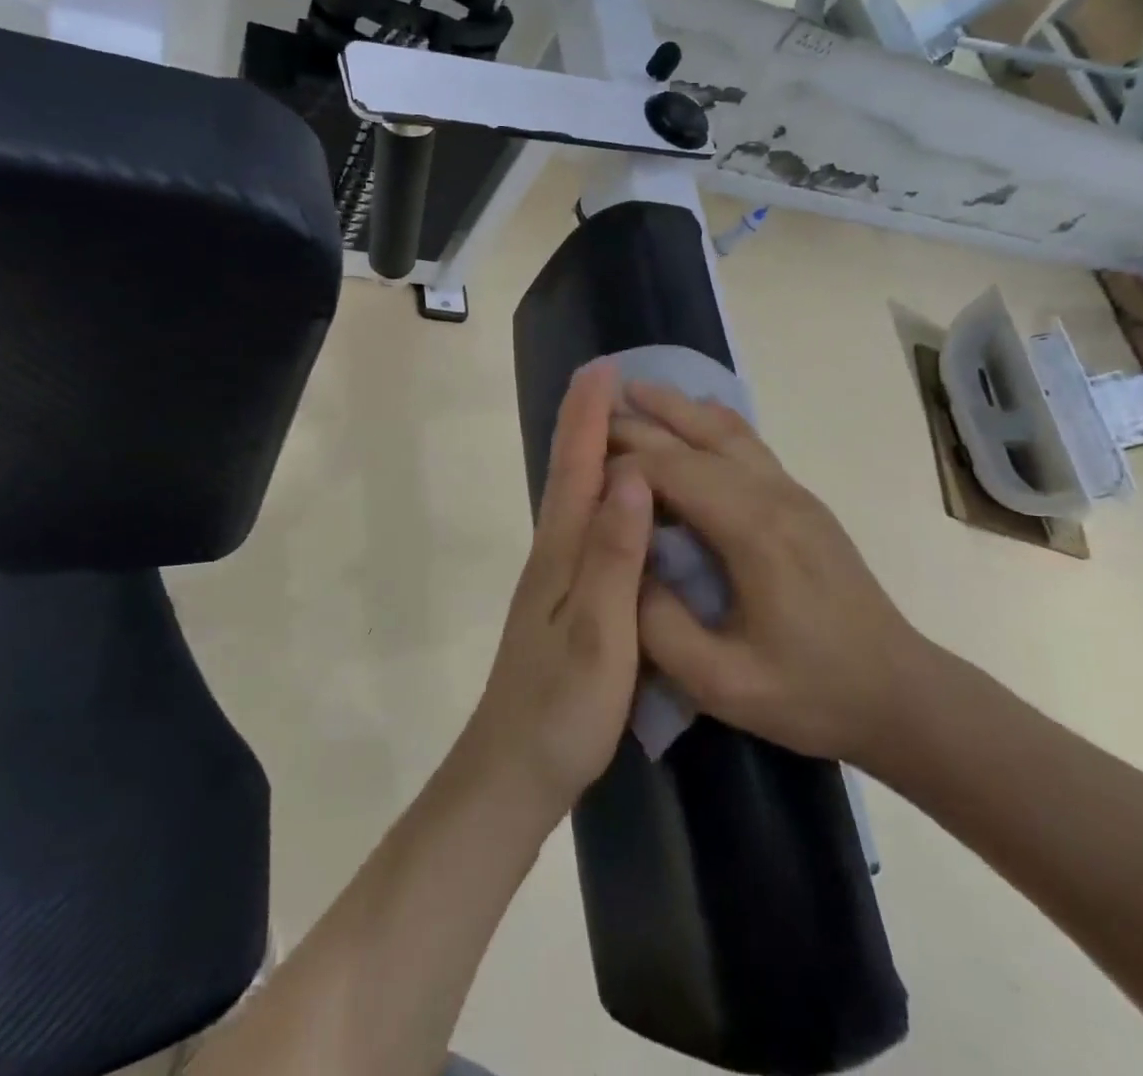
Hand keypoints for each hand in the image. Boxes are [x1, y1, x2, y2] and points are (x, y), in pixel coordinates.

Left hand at [457, 360, 653, 824]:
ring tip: (614, 421)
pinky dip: (597, 495)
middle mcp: (554, 554)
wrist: (512, 773)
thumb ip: (615, 557)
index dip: (589, 417)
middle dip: (585, 422)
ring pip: (574, 498)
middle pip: (570, 473)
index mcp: (563, 553)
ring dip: (589, 452)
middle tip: (608, 378)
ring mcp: (556, 579)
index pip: (578, 468)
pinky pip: (585, 528)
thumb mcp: (599, 635)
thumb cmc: (561, 709)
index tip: (604, 369)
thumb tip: (630, 476)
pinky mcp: (565, 602)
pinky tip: (614, 503)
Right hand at [611, 382, 930, 775]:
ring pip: (726, 429)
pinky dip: (712, 420)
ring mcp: (793, 491)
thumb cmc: (809, 692)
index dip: (619, 467)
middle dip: (639, 423)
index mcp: (752, 531)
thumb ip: (658, 625)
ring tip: (634, 390)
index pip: (670, 471)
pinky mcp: (802, 500)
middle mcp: (773, 494)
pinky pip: (749, 442)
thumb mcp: (721, 683)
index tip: (580, 478)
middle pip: (695, 438)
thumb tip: (620, 566)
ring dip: (677, 407)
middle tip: (588, 415)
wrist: (900, 694)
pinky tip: (694, 415)